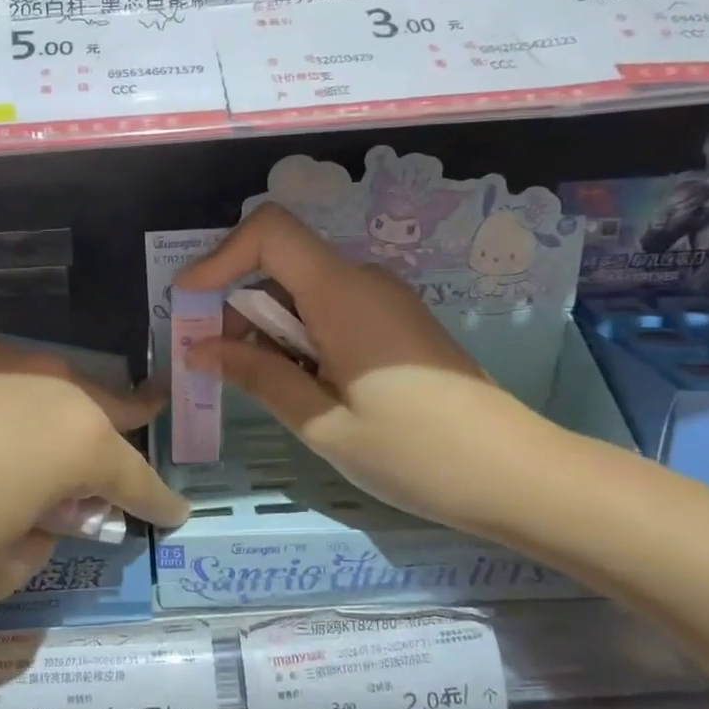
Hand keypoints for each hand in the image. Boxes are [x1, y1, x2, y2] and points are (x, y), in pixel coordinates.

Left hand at [0, 336, 187, 603]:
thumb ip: (37, 543)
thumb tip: (39, 516)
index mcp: (75, 442)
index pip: (137, 478)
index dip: (159, 501)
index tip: (177, 513)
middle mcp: (49, 386)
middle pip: (110, 405)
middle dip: (133, 424)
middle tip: (145, 429)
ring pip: (54, 384)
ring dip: (66, 413)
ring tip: (50, 439)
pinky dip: (6, 402)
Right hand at [174, 204, 559, 538]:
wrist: (519, 477)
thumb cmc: (417, 453)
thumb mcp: (323, 422)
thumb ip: (259, 375)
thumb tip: (200, 348)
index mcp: (343, 294)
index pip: (271, 231)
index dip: (220, 255)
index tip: (189, 301)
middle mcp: (364, 282)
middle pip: (281, 263)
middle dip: (236, 304)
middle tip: (216, 364)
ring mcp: (384, 301)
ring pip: (302, 290)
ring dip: (266, 326)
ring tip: (258, 385)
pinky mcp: (395, 324)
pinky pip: (330, 310)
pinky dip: (297, 336)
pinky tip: (300, 385)